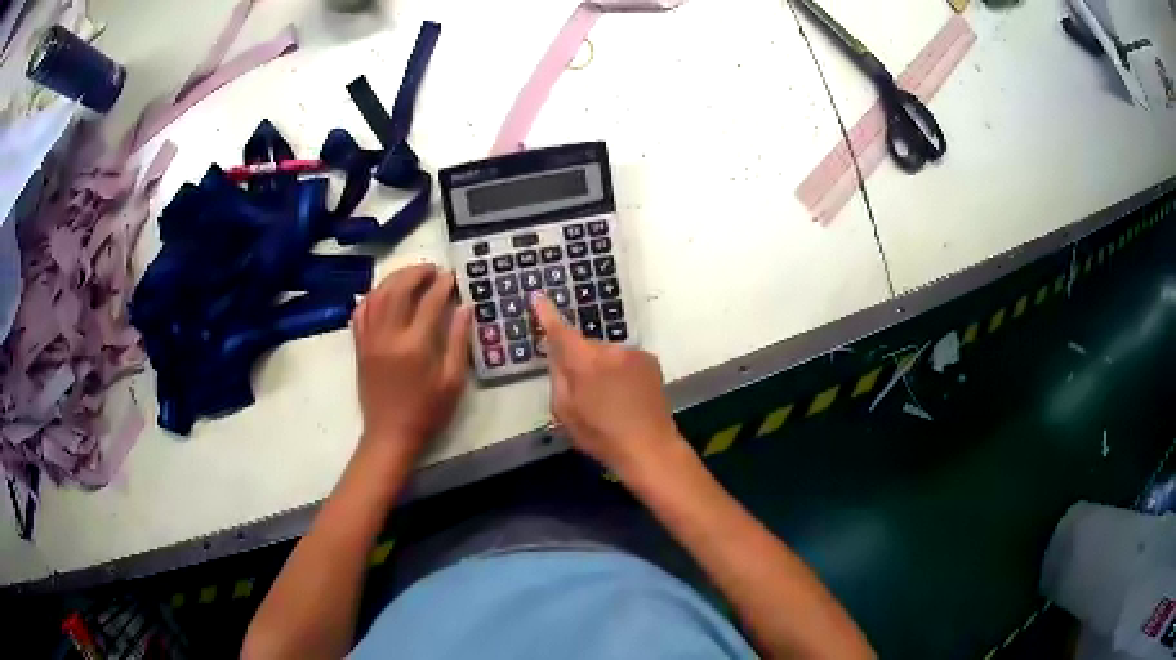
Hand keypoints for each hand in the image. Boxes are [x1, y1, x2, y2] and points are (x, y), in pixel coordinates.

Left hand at [352, 264, 471, 460]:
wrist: (390, 435)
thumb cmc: (427, 412)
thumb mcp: (452, 381)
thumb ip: (458, 341)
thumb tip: (465, 307)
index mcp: (415, 345)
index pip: (429, 302)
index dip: (442, 284)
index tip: (452, 276)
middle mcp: (388, 336)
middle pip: (398, 289)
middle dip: (416, 273)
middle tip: (432, 270)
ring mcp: (370, 339)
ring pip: (377, 295)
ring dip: (394, 278)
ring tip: (411, 275)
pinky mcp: (359, 346)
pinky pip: (361, 311)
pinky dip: (372, 296)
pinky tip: (383, 293)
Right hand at [532, 295, 685, 476]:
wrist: (650, 448)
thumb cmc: (601, 436)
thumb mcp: (565, 412)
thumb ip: (558, 377)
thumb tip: (557, 354)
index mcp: (585, 363)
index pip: (561, 332)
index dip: (547, 315)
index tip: (538, 297)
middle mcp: (610, 349)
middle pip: (585, 347)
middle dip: (579, 361)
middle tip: (581, 392)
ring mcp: (634, 353)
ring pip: (605, 354)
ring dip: (601, 367)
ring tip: (607, 399)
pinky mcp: (650, 360)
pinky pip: (624, 359)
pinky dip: (619, 371)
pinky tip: (625, 395)